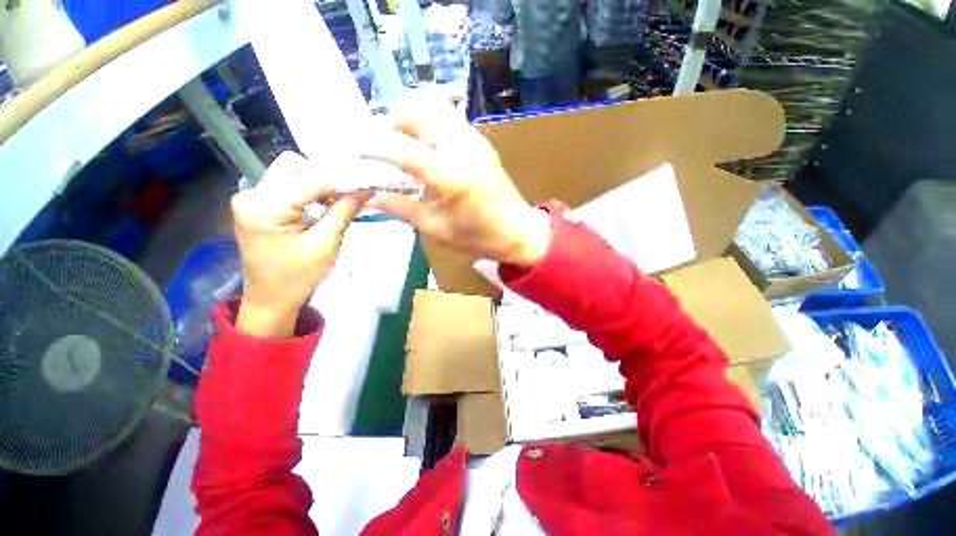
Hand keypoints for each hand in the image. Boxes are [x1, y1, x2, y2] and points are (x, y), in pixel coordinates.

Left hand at [230, 152, 372, 337]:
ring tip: (338, 201)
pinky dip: (309, 190)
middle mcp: (251, 194)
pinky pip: (286, 184)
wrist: (271, 298)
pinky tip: (323, 205)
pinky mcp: (257, 203)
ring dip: (318, 182)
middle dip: (327, 177)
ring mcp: (251, 197)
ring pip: (291, 171)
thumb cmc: (298, 277)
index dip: (342, 179)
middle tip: (350, 195)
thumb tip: (367, 188)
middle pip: (294, 166)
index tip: (368, 183)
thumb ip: (344, 211)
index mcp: (264, 207)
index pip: (311, 180)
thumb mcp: (326, 245)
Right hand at [364, 97, 550, 266]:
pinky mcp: (482, 142)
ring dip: (413, 119)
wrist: (519, 231)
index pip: (401, 148)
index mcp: (451, 176)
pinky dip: (430, 125)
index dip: (370, 145)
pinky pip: (449, 119)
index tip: (350, 148)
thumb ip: (403, 209)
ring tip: (407, 148)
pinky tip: (429, 152)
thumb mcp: (438, 229)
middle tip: (386, 148)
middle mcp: (463, 148)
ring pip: (435, 107)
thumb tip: (371, 196)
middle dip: (394, 121)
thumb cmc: (480, 237)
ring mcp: (476, 140)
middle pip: (419, 108)